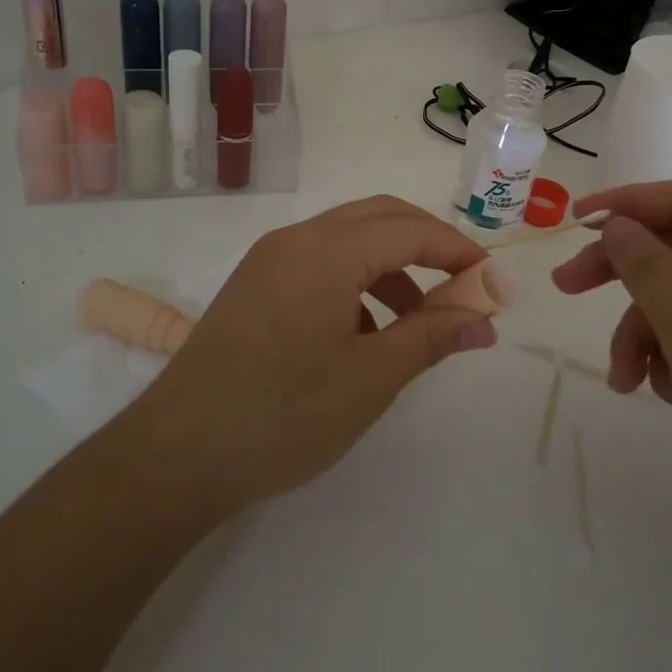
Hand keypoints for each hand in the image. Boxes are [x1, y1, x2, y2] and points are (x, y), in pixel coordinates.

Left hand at [122, 196, 498, 513]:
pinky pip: (319, 264)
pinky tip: (365, 335)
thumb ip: (432, 338)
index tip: (492, 282)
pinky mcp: (254, 286)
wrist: (179, 453)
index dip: (458, 250)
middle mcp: (297, 239)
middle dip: (427, 245)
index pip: (410, 229)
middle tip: (463, 287)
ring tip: (417, 324)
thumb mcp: (370, 378)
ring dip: (391, 267)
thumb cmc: (285, 413)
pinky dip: (356, 283)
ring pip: (348, 241)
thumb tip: (484, 319)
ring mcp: (269, 260)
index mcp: (328, 250)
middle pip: (379, 218)